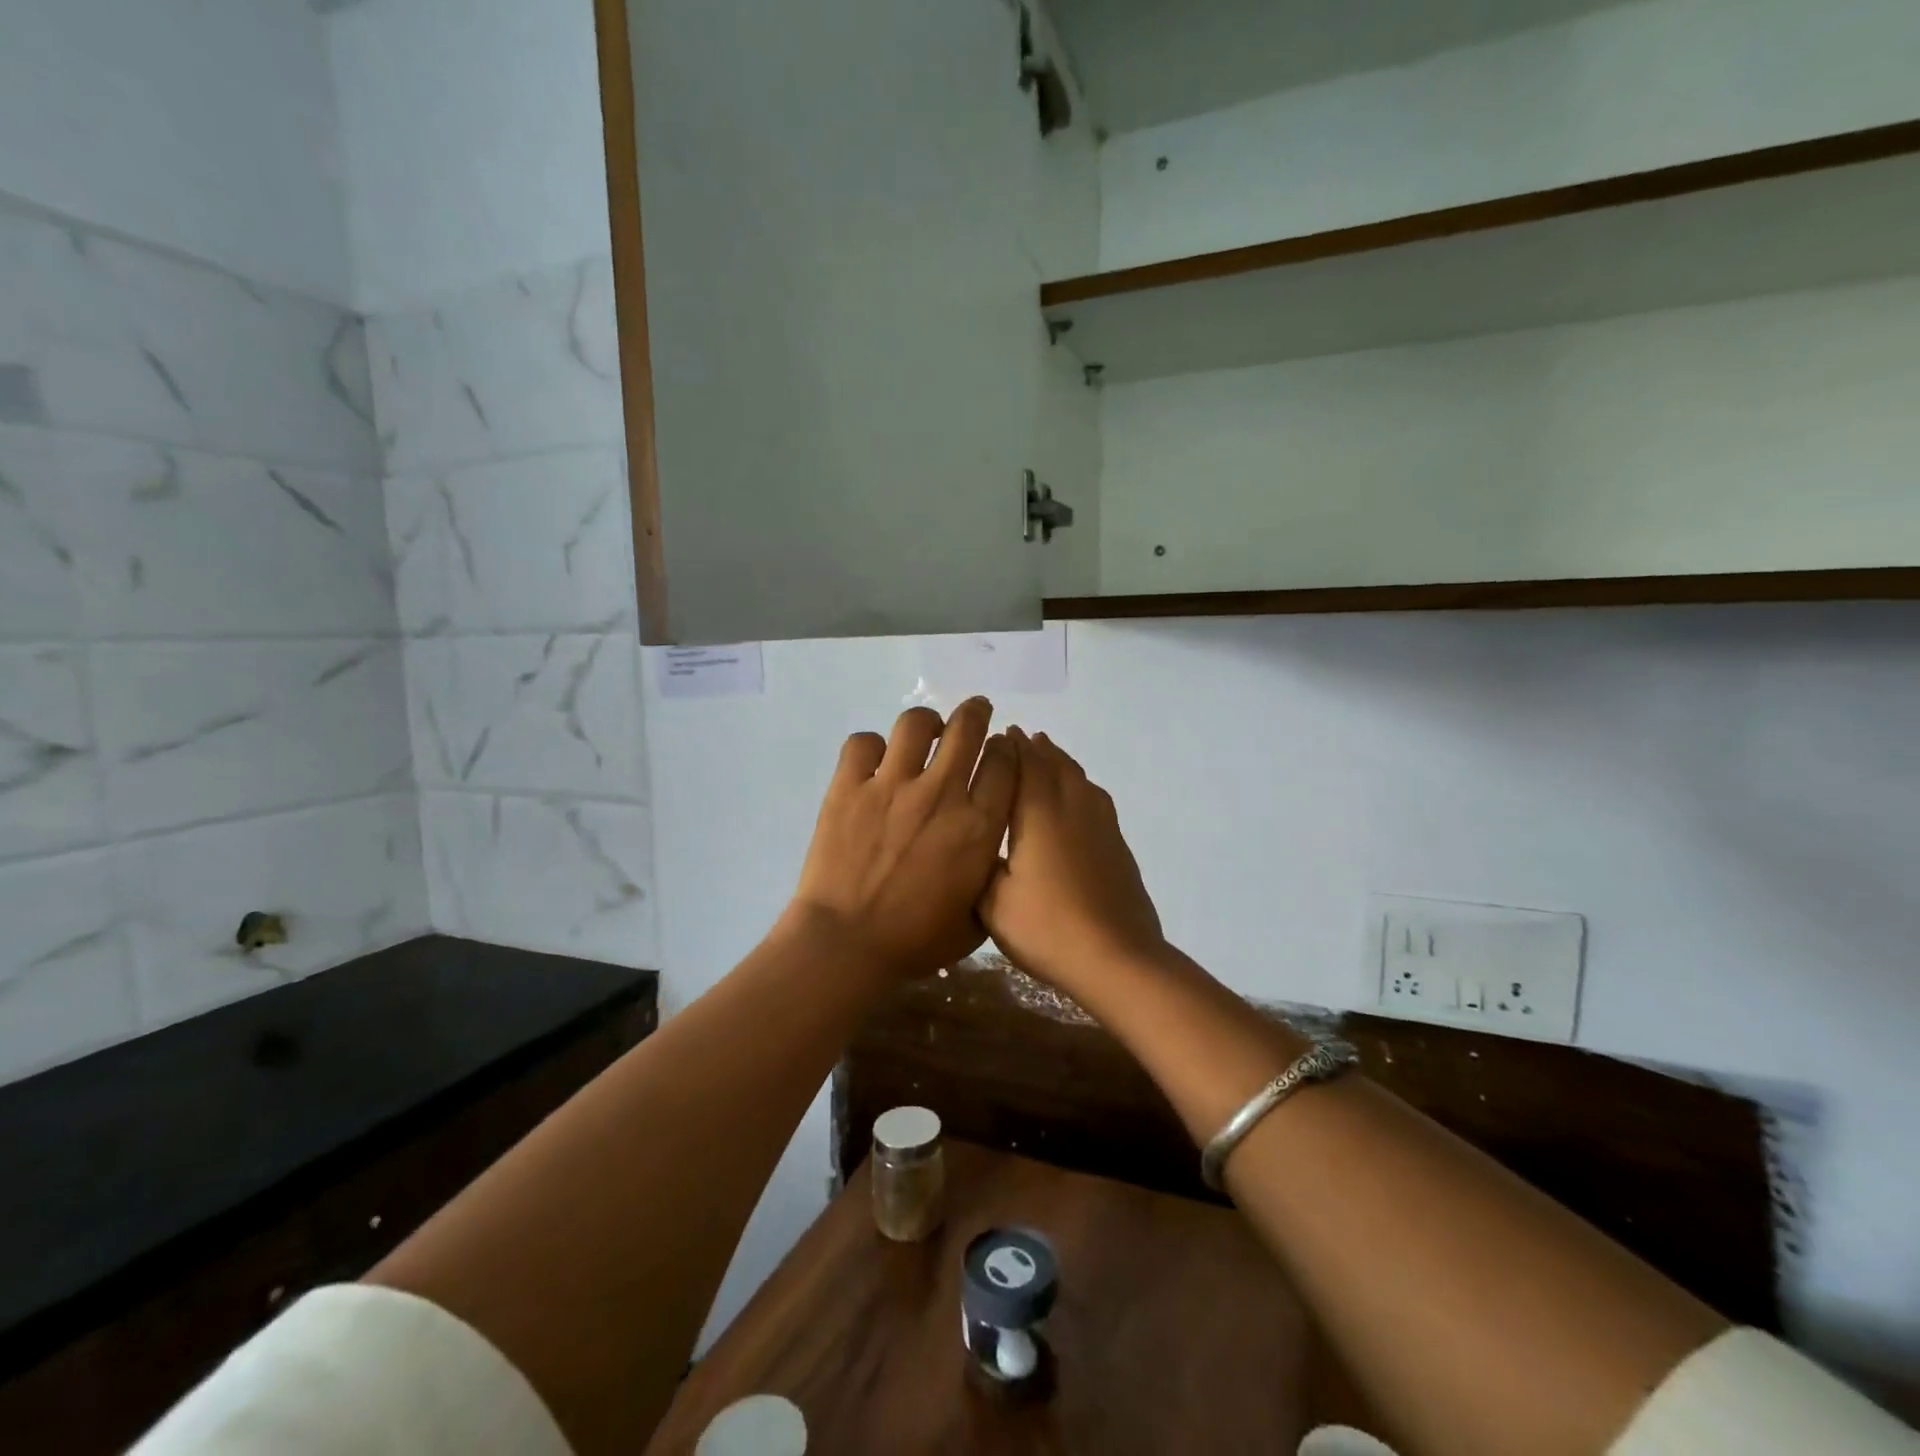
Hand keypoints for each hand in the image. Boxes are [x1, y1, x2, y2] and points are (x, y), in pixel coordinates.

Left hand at [788, 698, 1016, 975]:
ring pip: (915, 724)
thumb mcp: (976, 919)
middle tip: (975, 712)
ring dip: (926, 723)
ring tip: (925, 733)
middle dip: (976, 712)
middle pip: (968, 728)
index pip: (1004, 763)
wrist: (847, 945)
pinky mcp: (849, 787)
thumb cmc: (915, 942)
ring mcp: (891, 785)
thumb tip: (987, 852)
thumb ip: (988, 877)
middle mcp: (941, 794)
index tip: (1001, 749)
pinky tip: (874, 762)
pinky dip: (871, 747)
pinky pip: (863, 743)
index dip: (1006, 749)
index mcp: (978, 826)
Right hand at [981, 728, 1164, 992]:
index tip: (998, 734)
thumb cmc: (1046, 928)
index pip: (1024, 764)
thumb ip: (979, 864)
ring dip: (1060, 761)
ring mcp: (1101, 824)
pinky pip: (1094, 798)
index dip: (1011, 747)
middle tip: (1018, 737)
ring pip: (1079, 778)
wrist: (1117, 958)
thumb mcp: (992, 902)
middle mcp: (1072, 807)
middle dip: (1035, 748)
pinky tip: (1076, 797)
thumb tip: (974, 841)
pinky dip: (1079, 785)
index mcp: (1038, 813)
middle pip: (1054, 764)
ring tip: (1046, 754)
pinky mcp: (1117, 844)